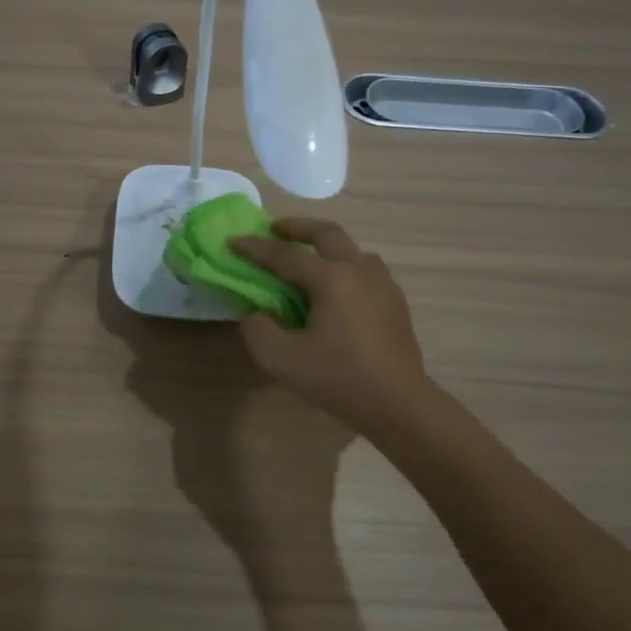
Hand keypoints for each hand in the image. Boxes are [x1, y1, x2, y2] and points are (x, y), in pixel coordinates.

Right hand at [230, 218, 434, 433]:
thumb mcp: (282, 359)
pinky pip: (365, 270)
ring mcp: (382, 283)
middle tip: (275, 229)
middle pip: (327, 233)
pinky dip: (343, 266)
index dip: (255, 248)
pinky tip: (336, 289)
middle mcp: (359, 270)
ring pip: (351, 249)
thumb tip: (256, 313)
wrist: (398, 403)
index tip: (232, 241)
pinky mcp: (395, 301)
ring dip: (326, 245)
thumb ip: (258, 330)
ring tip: (308, 259)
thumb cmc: (338, 378)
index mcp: (331, 278)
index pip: (285, 254)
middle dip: (297, 227)